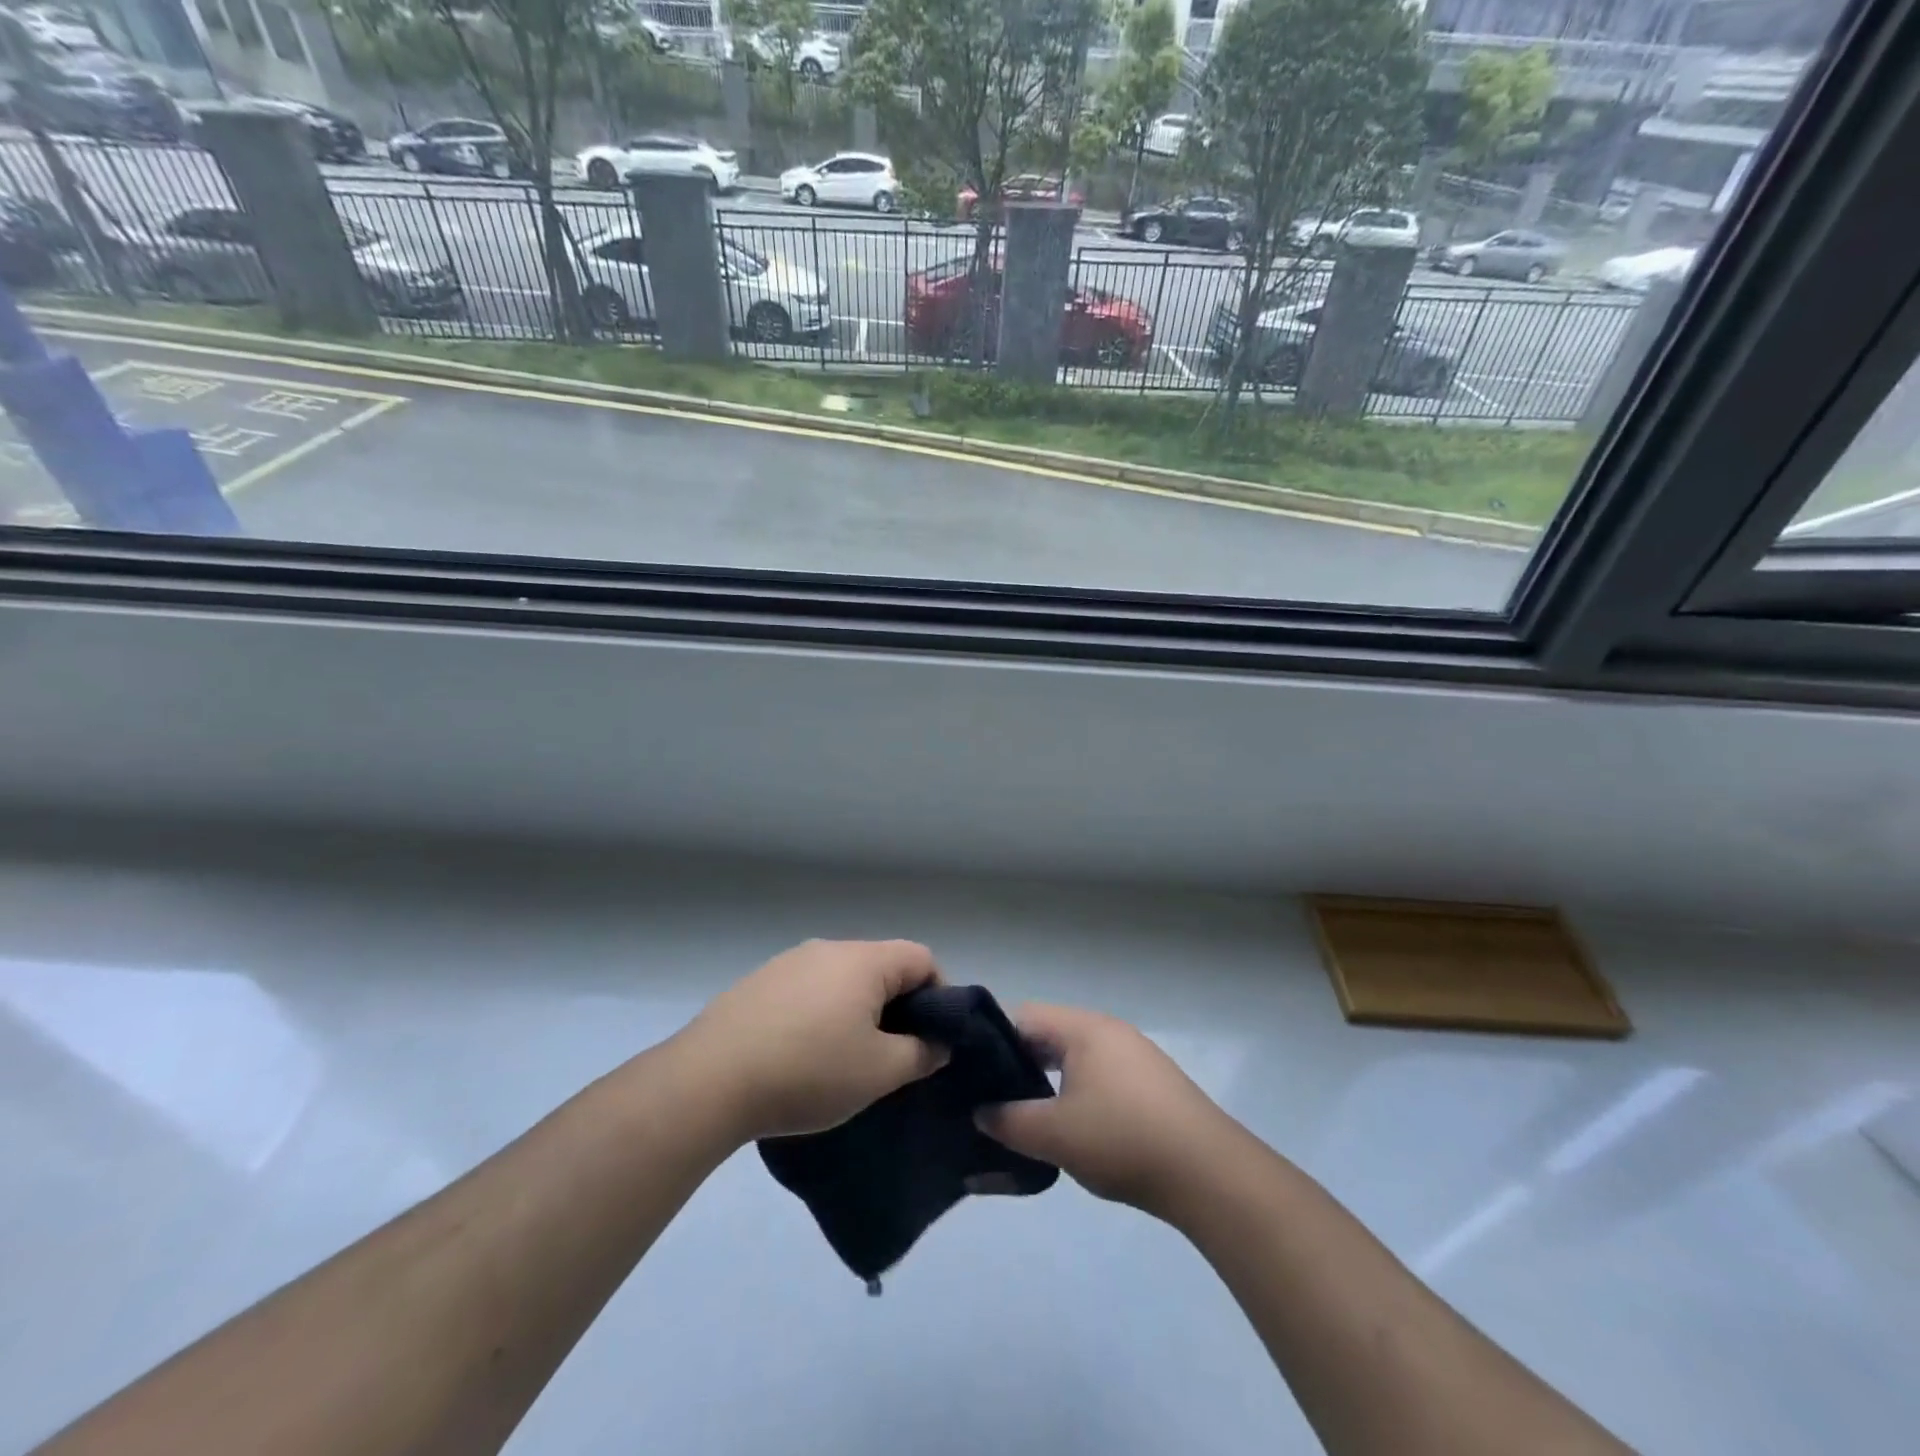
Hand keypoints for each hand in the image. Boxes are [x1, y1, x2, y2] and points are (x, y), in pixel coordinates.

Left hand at [684, 939, 948, 1141]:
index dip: (939, 995)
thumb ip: (921, 1054)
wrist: (710, 1080)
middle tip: (894, 1054)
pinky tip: (804, 1055)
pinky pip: (808, 991)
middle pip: (881, 967)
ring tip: (847, 1059)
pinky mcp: (759, 984)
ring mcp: (788, 963)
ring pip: (843, 980)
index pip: (921, 958)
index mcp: (863, 960)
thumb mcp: (878, 1072)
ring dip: (858, 1011)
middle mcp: (828, 949)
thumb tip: (938, 1043)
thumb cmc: (808, 1071)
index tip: (933, 1038)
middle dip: (898, 1007)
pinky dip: (821, 1015)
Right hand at [976, 1003, 1234, 1216]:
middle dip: (1019, 1064)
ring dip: (1049, 1081)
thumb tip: (980, 1112)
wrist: (1208, 1172)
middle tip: (994, 1100)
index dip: (992, 1042)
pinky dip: (1078, 1092)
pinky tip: (1074, 1127)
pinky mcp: (1151, 1083)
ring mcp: (1134, 1055)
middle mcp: (1108, 1030)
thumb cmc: (1122, 1139)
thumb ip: (1008, 1121)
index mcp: (1083, 1028)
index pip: (1023, 1017)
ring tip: (1028, 1117)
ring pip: (1075, 1057)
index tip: (972, 1075)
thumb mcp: (1054, 1135)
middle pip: (1050, 1035)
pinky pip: (1100, 1075)